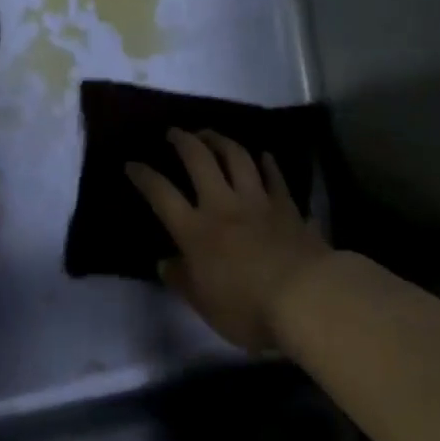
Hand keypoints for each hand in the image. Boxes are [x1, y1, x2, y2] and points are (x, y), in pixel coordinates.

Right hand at [126, 129, 332, 352]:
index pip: (162, 194)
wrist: (307, 297)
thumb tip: (165, 262)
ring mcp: (258, 201)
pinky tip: (264, 155)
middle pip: (200, 161)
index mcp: (196, 231)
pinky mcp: (288, 206)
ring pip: (238, 158)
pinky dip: (268, 164)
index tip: (132, 163)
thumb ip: (182, 280)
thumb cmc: (248, 308)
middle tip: (174, 132)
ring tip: (211, 134)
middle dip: (184, 141)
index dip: (144, 176)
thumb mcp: (205, 305)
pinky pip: (275, 177)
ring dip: (221, 141)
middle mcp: (223, 206)